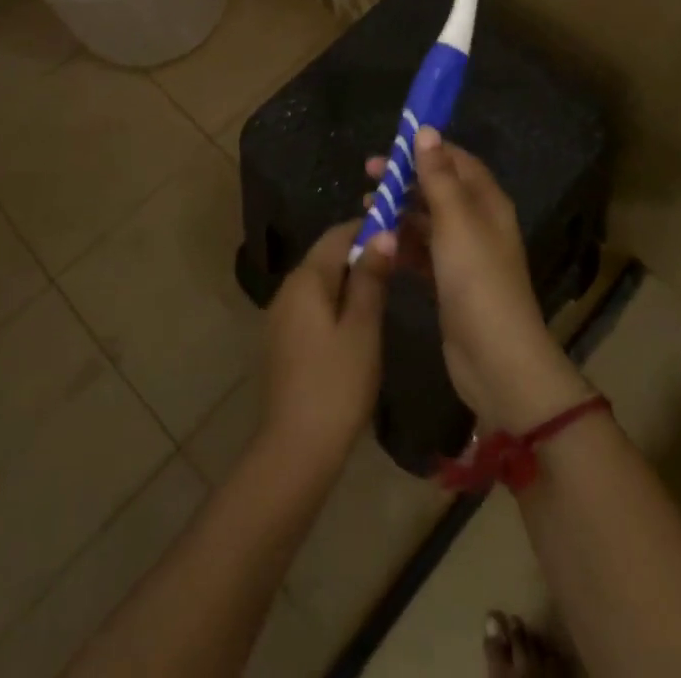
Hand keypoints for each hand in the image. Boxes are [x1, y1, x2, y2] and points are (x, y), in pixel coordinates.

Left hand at [259, 221, 395, 472]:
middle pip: (327, 256)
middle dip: (361, 254)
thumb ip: (371, 278)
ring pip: (320, 282)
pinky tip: (358, 324)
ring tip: (385, 292)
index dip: (369, 228)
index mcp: (306, 279)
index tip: (400, 233)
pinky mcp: (282, 341)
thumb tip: (382, 233)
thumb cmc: (337, 385)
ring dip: (350, 280)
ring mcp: (280, 316)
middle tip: (398, 266)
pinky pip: (312, 306)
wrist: (295, 451)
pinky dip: (336, 303)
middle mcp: (287, 289)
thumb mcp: (363, 328)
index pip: (338, 234)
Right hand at [375, 129, 593, 432]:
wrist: (495, 359)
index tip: (391, 145)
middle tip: (368, 175)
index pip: (457, 161)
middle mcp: (478, 223)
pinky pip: (422, 252)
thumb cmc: (476, 279)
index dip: (426, 149)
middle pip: (439, 189)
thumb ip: (438, 176)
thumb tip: (426, 130)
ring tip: (365, 208)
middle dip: (406, 179)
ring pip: (427, 221)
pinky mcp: (450, 284)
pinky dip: (402, 244)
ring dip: (400, 211)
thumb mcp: (455, 220)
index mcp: (487, 202)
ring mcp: (464, 256)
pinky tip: (378, 243)